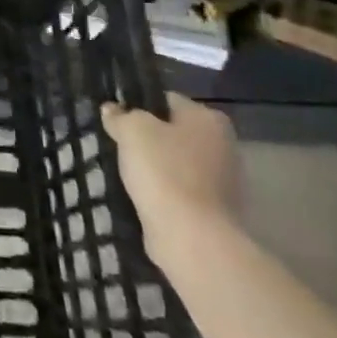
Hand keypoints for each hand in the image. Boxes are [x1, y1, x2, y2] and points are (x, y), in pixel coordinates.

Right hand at [102, 94, 239, 261]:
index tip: (117, 120)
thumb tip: (112, 110)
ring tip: (127, 174)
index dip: (138, 106)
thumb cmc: (164, 171)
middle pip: (173, 133)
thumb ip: (120, 116)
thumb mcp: (131, 130)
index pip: (166, 100)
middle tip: (119, 146)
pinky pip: (180, 191)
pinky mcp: (215, 211)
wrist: (192, 237)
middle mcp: (224, 146)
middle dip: (148, 139)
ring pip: (176, 164)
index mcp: (209, 119)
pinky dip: (164, 193)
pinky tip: (142, 197)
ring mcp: (223, 182)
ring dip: (155, 168)